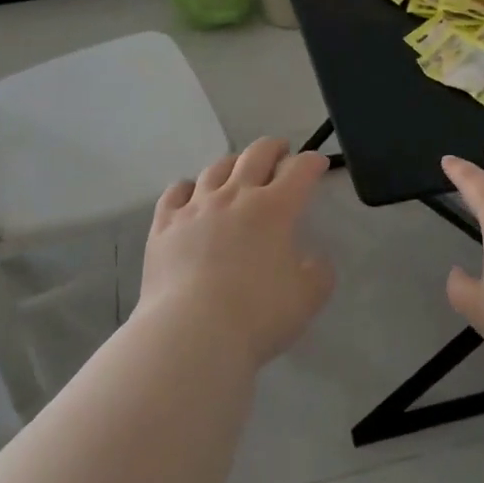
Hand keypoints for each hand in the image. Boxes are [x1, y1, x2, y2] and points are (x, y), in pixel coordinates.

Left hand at [138, 137, 336, 367]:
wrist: (191, 334)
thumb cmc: (257, 315)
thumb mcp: (308, 298)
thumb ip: (318, 272)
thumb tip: (312, 259)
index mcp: (275, 208)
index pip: (299, 170)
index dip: (312, 162)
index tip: (318, 164)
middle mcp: (235, 196)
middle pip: (257, 154)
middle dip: (274, 148)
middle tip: (282, 152)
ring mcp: (196, 207)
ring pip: (217, 168)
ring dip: (233, 163)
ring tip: (239, 170)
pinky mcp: (165, 224)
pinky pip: (176, 191)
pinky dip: (188, 187)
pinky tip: (191, 193)